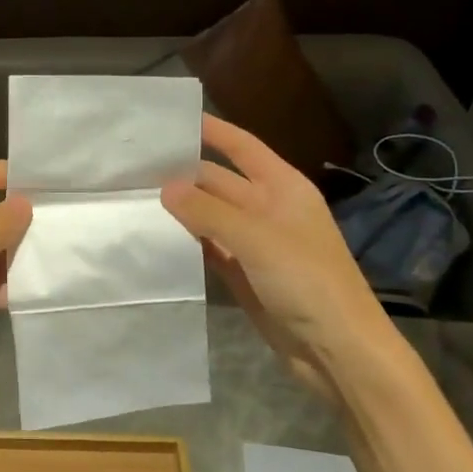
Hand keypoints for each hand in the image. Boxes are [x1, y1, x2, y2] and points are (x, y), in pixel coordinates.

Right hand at [161, 115, 400, 395]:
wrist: (338, 351)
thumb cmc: (306, 280)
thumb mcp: (256, 238)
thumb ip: (207, 211)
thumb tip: (165, 187)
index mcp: (283, 187)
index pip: (242, 147)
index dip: (212, 130)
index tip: (172, 119)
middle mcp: (267, 208)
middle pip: (219, 181)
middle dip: (184, 173)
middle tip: (135, 167)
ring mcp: (255, 243)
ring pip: (210, 215)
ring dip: (181, 208)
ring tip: (134, 196)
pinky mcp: (244, 274)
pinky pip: (209, 248)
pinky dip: (187, 242)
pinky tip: (155, 236)